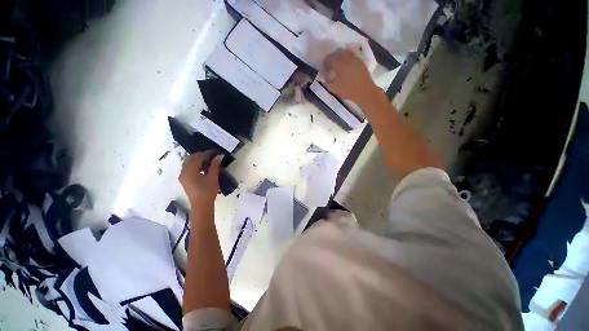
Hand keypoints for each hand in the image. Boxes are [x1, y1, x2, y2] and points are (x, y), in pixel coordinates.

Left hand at [179, 151, 222, 207]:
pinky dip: (196, 165)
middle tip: (213, 155)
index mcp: (189, 171)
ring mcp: (183, 176)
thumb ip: (215, 165)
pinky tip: (204, 167)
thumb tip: (219, 155)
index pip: (198, 157)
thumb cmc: (208, 191)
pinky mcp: (184, 179)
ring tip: (209, 161)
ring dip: (198, 159)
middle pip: (191, 158)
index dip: (207, 153)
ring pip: (189, 162)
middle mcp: (183, 172)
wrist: (201, 205)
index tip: (216, 151)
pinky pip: (188, 168)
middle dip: (201, 155)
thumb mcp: (213, 177)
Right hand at [322, 49, 378, 104]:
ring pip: (344, 51)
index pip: (329, 58)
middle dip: (331, 58)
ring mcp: (355, 58)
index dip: (325, 63)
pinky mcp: (360, 60)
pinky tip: (345, 66)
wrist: (365, 92)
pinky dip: (346, 58)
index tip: (324, 70)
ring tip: (337, 66)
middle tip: (329, 67)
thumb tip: (324, 76)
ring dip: (339, 57)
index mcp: (340, 65)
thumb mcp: (334, 89)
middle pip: (336, 52)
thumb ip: (327, 81)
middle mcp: (347, 58)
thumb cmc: (349, 91)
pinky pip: (351, 54)